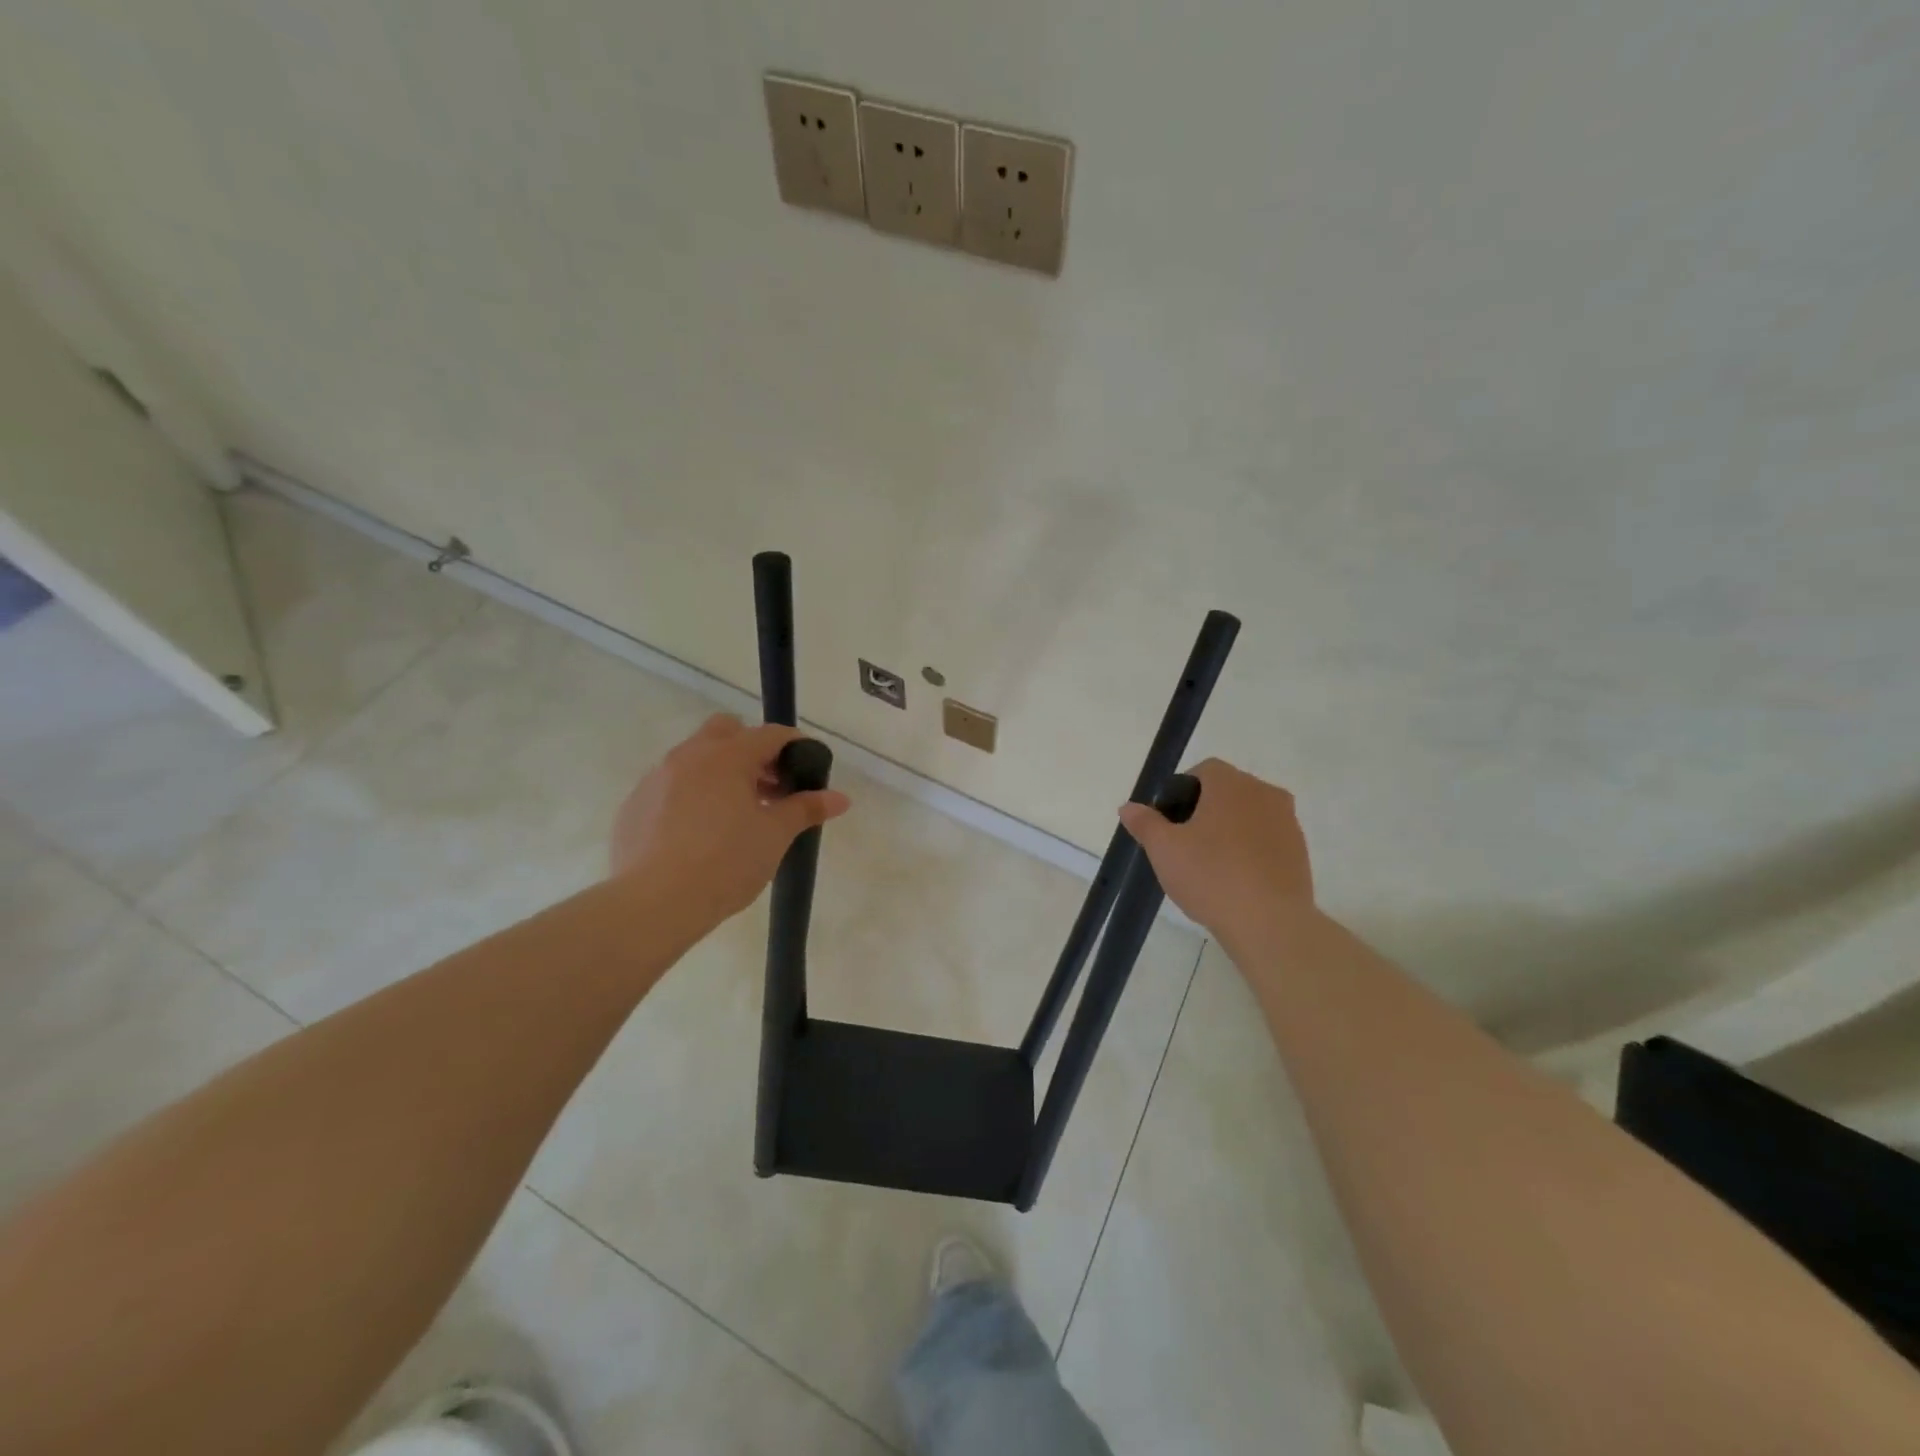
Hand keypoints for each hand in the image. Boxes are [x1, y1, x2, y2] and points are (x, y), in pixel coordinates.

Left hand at [611, 714, 850, 931]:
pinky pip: (670, 787)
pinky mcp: (634, 805)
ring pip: (695, 758)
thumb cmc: (726, 862)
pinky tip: (700, 834)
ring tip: (737, 813)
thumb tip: (840, 797)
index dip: (796, 746)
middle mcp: (689, 756)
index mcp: (727, 756)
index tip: (809, 768)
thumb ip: (806, 808)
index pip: (770, 734)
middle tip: (770, 786)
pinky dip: (691, 796)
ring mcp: (656, 779)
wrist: (654, 903)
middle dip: (752, 749)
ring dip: (721, 772)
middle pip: (726, 731)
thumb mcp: (775, 835)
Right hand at [1118, 759, 1314, 942]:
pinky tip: (1235, 880)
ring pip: (1250, 815)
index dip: (1182, 789)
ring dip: (1229, 830)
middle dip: (1205, 810)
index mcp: (1232, 785)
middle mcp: (1265, 794)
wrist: (1270, 923)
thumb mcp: (1164, 849)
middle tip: (1184, 843)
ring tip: (1210, 865)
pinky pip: (1267, 840)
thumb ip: (1145, 823)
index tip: (1169, 820)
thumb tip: (1128, 808)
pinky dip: (1250, 850)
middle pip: (1229, 791)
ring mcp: (1288, 823)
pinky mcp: (1301, 852)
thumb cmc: (1211, 876)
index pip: (1205, 770)